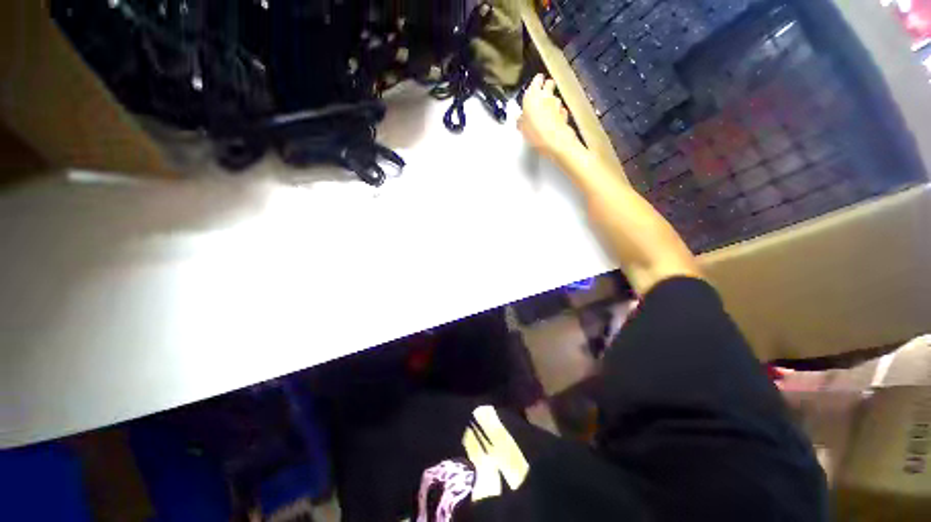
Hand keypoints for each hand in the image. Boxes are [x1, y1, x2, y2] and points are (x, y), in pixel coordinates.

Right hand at [517, 74, 585, 160]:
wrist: (553, 140)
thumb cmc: (534, 132)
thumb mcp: (521, 128)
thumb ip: (521, 120)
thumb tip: (519, 119)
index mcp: (532, 95)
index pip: (537, 80)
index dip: (537, 81)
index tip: (536, 83)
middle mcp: (546, 95)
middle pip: (549, 84)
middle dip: (547, 87)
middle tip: (543, 94)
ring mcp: (557, 104)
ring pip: (555, 98)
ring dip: (552, 102)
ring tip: (547, 112)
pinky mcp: (564, 113)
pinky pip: (561, 110)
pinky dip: (558, 113)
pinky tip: (554, 120)